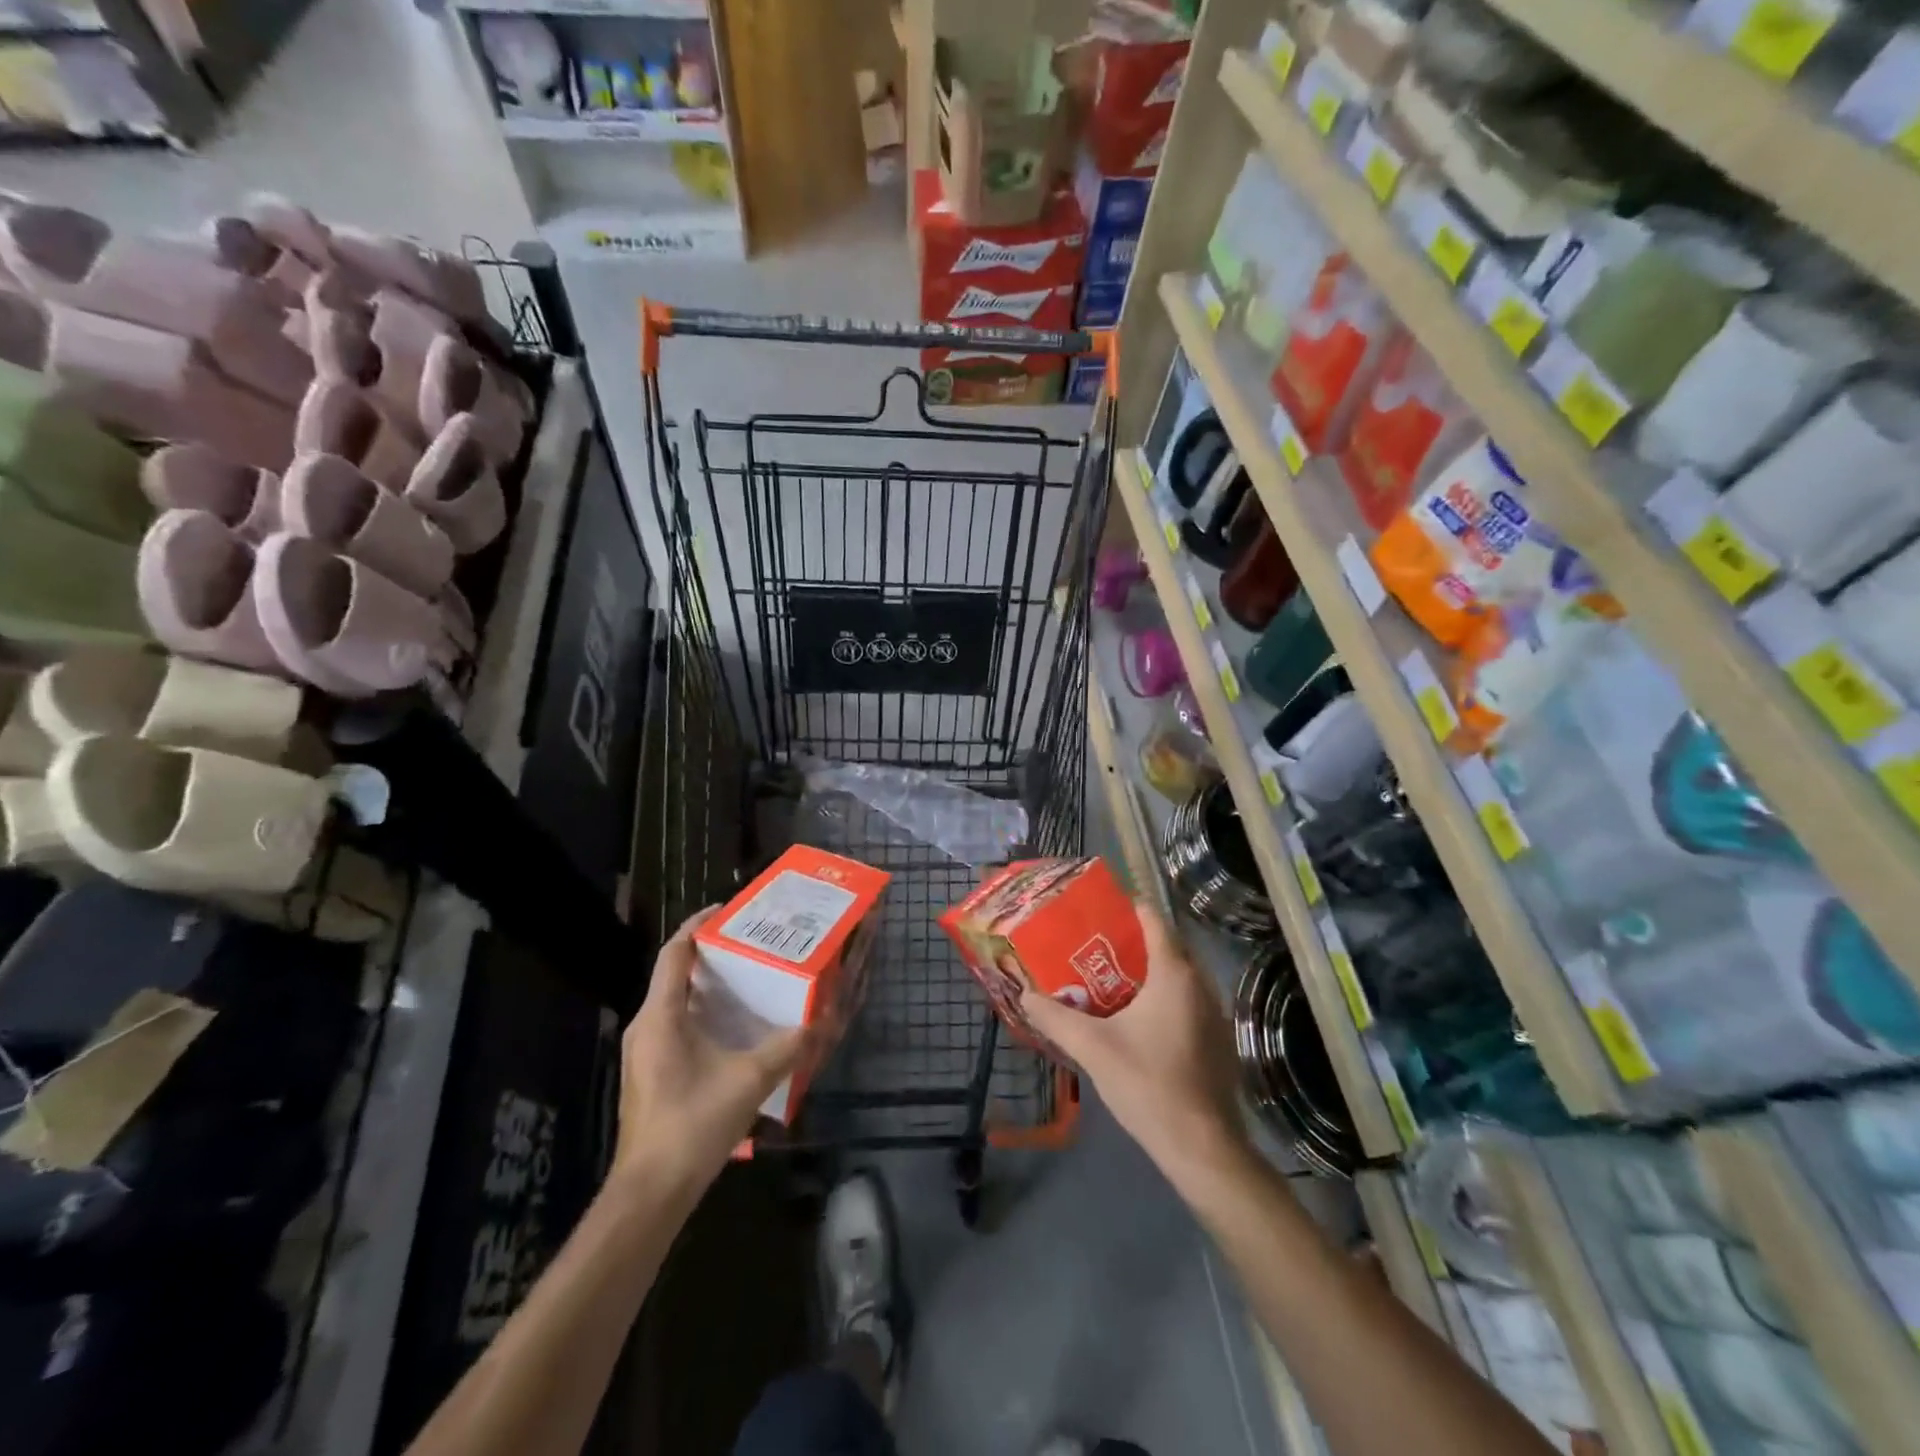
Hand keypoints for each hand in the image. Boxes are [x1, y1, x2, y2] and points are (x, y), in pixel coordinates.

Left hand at [612, 907, 813, 1199]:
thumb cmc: (692, 1124)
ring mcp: (645, 1052)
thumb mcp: (749, 1080)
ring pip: (676, 1001)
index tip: (728, 909)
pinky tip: (734, 1028)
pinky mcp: (651, 1073)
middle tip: (752, 943)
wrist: (651, 1193)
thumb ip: (788, 1047)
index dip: (698, 925)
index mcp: (660, 1015)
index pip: (675, 953)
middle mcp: (646, 1026)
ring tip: (749, 978)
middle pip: (675, 973)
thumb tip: (823, 1020)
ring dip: (708, 986)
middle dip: (711, 954)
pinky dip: (703, 1013)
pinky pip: (676, 1025)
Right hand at [1020, 901, 1249, 1188]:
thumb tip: (1024, 994)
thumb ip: (1055, 1018)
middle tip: (1091, 947)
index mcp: (1174, 974)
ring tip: (1107, 981)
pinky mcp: (1217, 1040)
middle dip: (1130, 942)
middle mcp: (1200, 984)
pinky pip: (1186, 1002)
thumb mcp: (1092, 1048)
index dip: (1126, 908)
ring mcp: (1214, 1013)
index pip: (1153, 920)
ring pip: (1177, 977)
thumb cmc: (1148, 1084)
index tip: (1097, 911)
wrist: (1202, 1146)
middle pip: (1165, 946)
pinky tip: (1136, 1021)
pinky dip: (1162, 999)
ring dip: (1146, 973)